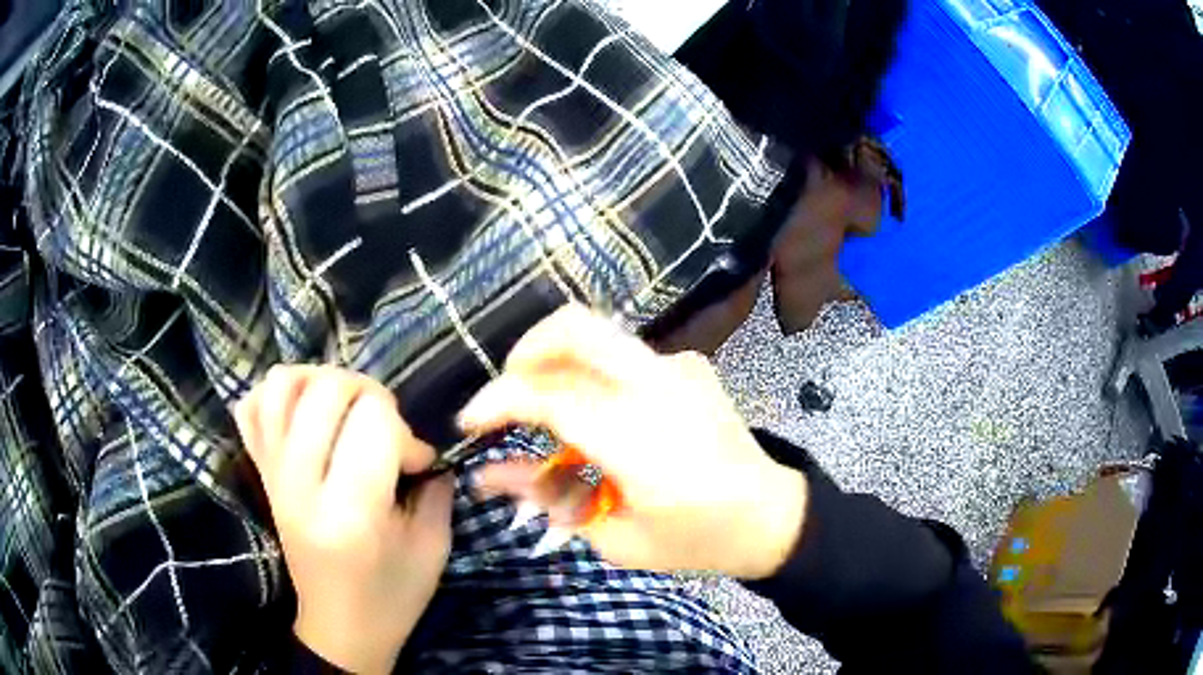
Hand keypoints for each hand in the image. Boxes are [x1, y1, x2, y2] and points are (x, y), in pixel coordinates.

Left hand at [235, 366, 453, 673]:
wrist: (339, 627)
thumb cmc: (392, 596)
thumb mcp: (432, 548)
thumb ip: (435, 487)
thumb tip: (423, 444)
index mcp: (350, 514)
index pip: (374, 423)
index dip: (405, 432)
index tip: (416, 463)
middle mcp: (301, 487)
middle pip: (327, 391)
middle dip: (369, 395)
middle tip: (383, 430)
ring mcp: (273, 477)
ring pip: (283, 385)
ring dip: (321, 381)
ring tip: (344, 409)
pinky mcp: (261, 475)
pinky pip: (251, 407)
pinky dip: (277, 394)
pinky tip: (304, 412)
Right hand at [460, 306, 807, 578]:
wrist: (769, 515)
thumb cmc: (693, 539)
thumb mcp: (613, 536)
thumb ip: (547, 496)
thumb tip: (488, 474)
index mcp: (637, 437)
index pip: (547, 394)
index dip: (496, 400)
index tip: (470, 422)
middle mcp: (656, 384)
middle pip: (573, 327)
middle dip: (525, 352)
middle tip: (509, 394)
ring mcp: (678, 366)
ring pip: (598, 333)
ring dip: (557, 360)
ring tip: (549, 411)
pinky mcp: (690, 364)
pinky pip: (625, 355)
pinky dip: (595, 375)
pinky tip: (604, 418)